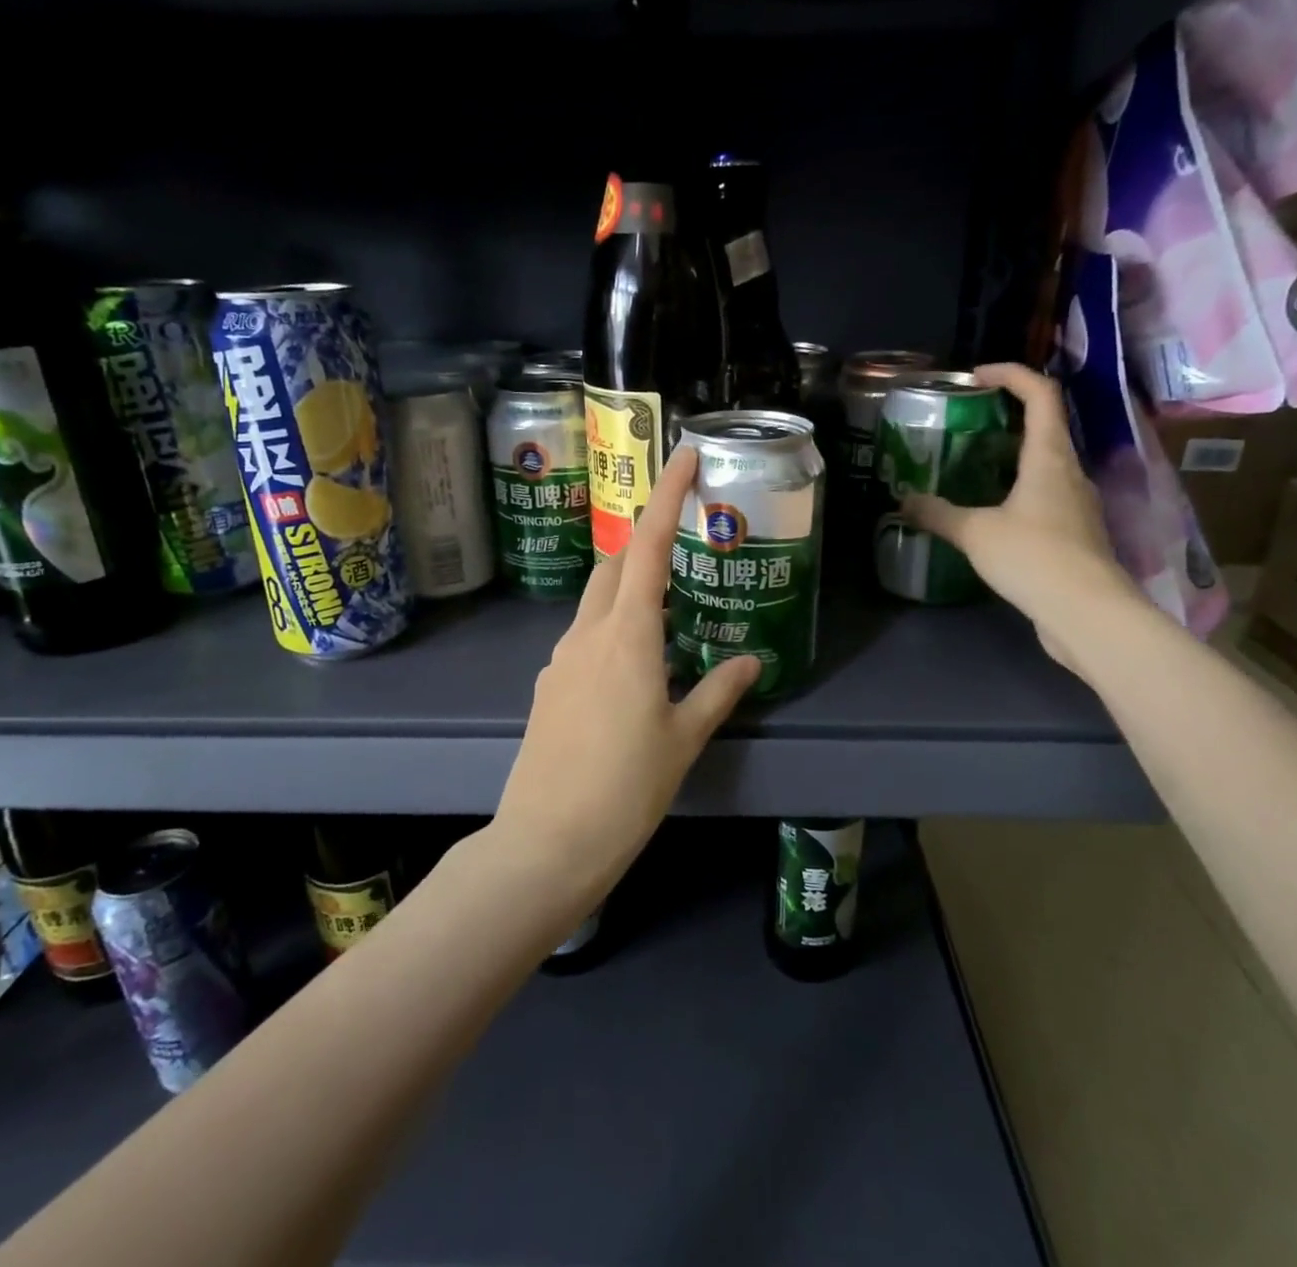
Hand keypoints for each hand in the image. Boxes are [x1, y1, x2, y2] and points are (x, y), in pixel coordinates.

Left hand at [494, 445, 761, 898]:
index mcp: (628, 635)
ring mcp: (562, 657)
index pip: (649, 547)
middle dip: (646, 536)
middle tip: (682, 533)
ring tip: (667, 600)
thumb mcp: (683, 739)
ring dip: (629, 582)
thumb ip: (718, 691)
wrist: (547, 840)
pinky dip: (612, 624)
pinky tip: (634, 660)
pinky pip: (584, 634)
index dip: (667, 496)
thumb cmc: (626, 787)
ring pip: (597, 598)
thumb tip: (750, 662)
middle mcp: (588, 633)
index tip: (684, 455)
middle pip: (616, 562)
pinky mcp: (550, 684)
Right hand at [900, 362, 1143, 674]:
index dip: (1011, 374)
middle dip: (1007, 415)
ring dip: (1012, 456)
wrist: (1088, 613)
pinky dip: (1018, 491)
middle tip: (967, 422)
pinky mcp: (1076, 534)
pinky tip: (992, 513)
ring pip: (1046, 464)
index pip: (1041, 394)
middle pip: (1045, 426)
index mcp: (1049, 457)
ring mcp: (1077, 504)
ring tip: (973, 467)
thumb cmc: (1034, 557)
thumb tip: (904, 500)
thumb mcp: (975, 533)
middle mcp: (1070, 472)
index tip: (975, 376)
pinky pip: (1045, 497)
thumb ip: (938, 514)